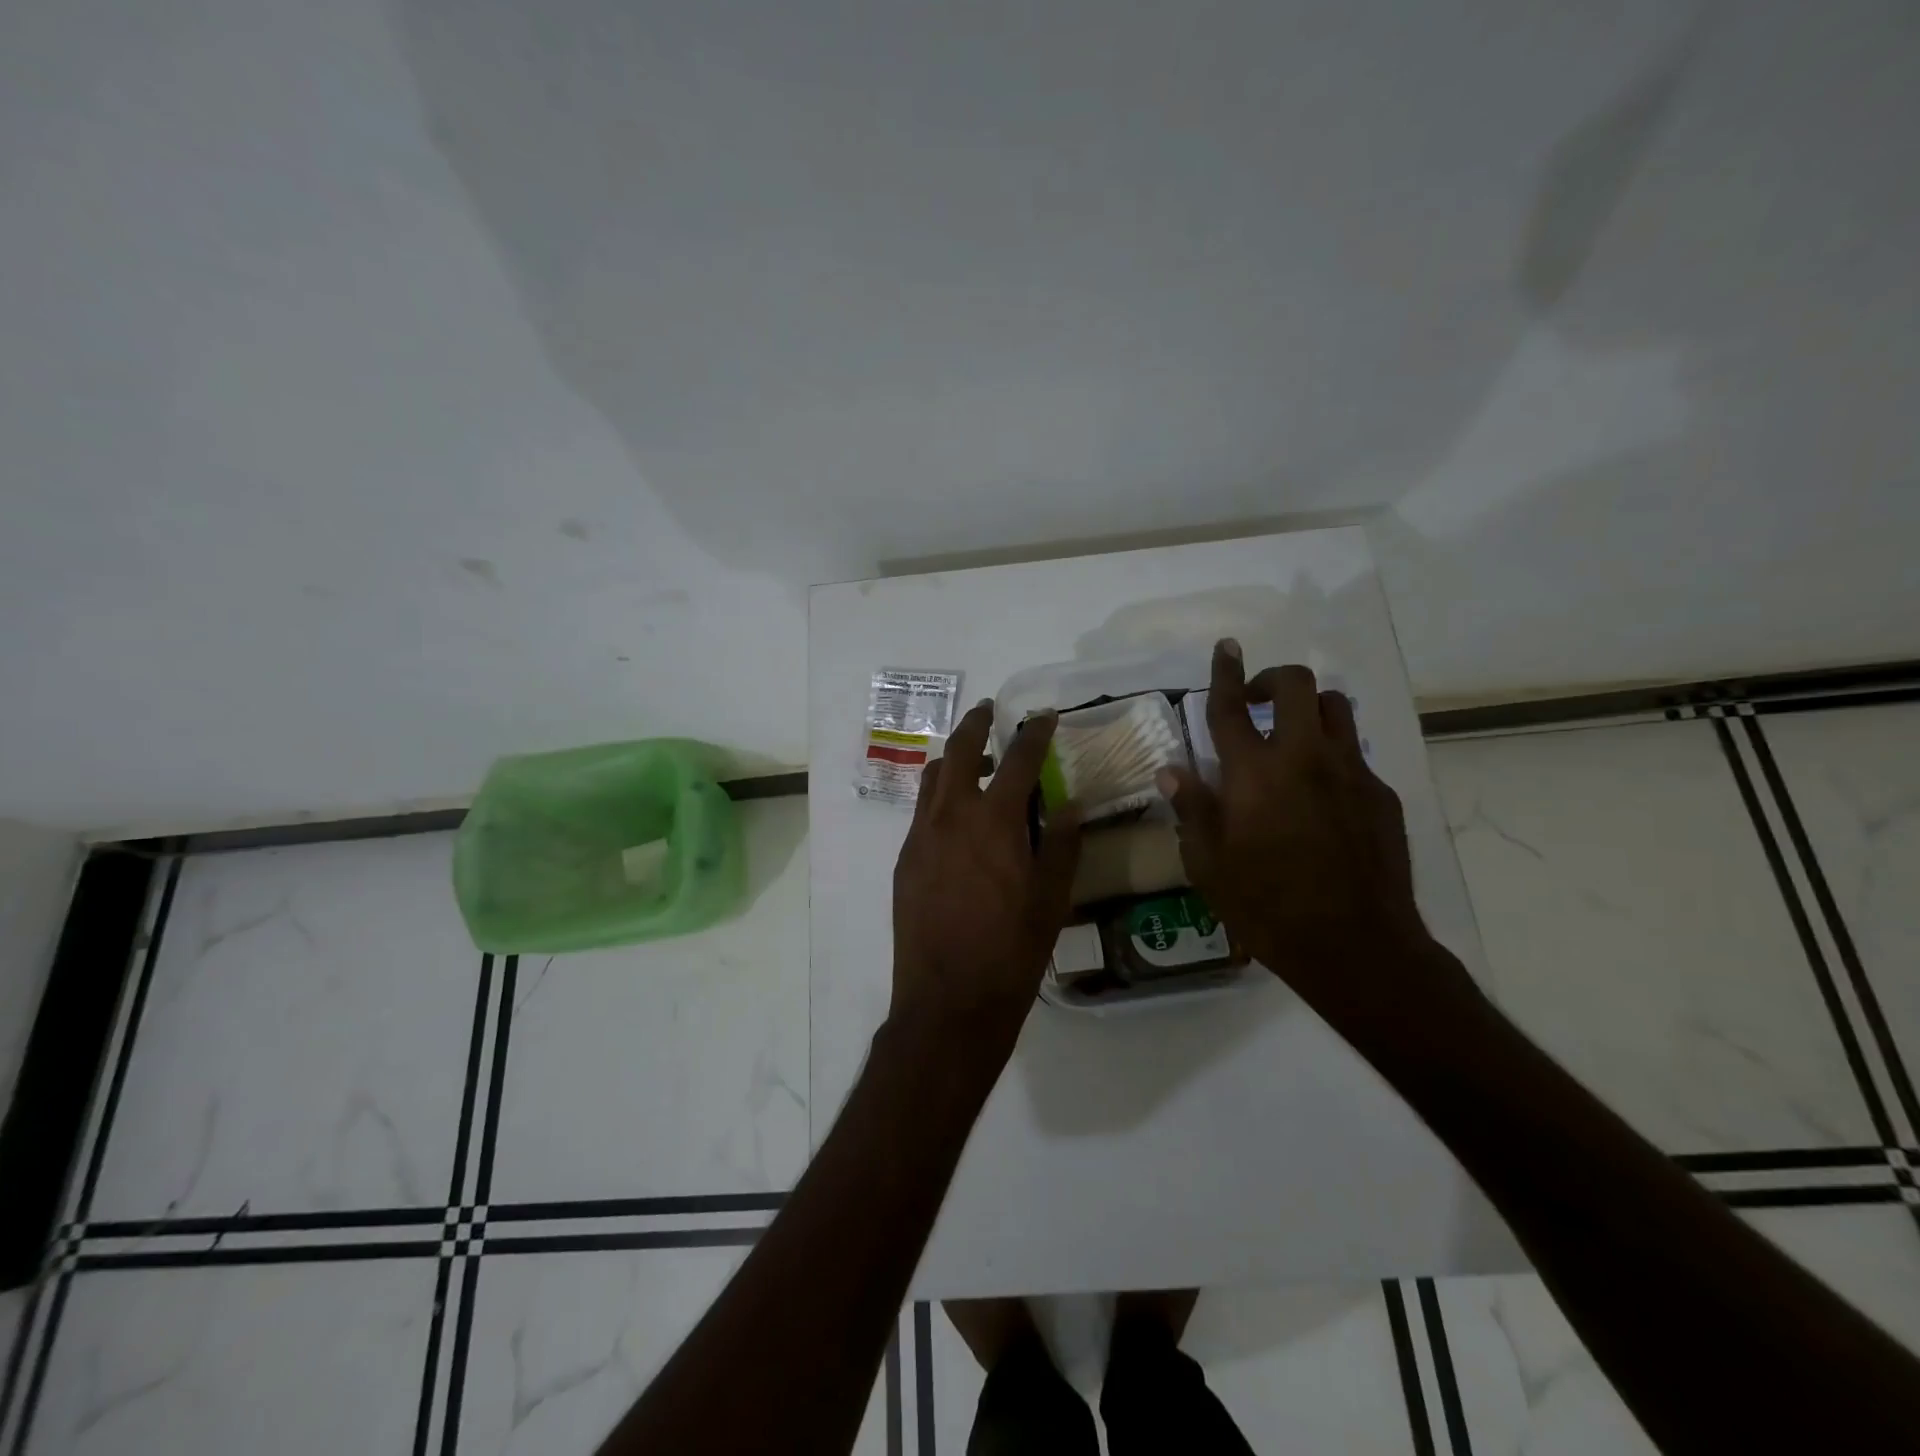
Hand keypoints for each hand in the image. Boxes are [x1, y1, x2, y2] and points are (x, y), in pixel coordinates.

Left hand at [891, 700, 1081, 1055]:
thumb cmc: (1011, 951)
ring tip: (972, 759)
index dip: (1034, 733)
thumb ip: (1061, 844)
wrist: (948, 1000)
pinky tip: (955, 816)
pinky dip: (939, 795)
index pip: (1017, 759)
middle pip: (958, 751)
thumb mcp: (1052, 899)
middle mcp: (951, 816)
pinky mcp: (905, 860)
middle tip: (989, 711)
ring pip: (932, 778)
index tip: (1044, 716)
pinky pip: (921, 812)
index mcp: (994, 821)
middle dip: (976, 724)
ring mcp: (921, 837)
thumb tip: (1069, 804)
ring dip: (951, 758)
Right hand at [1159, 641, 1476, 1026]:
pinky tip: (1321, 794)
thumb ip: (1191, 809)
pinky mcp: (1381, 794)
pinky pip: (1356, 754)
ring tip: (1291, 736)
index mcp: (1253, 774)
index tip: (1227, 646)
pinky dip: (1333, 755)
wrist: (1355, 945)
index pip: (1231, 708)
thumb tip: (1172, 770)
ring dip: (1308, 708)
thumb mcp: (1208, 865)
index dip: (1226, 672)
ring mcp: (1350, 773)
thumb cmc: (1266, 907)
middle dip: (1273, 678)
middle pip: (1296, 686)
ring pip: (1335, 708)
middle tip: (1256, 701)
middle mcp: (1303, 758)